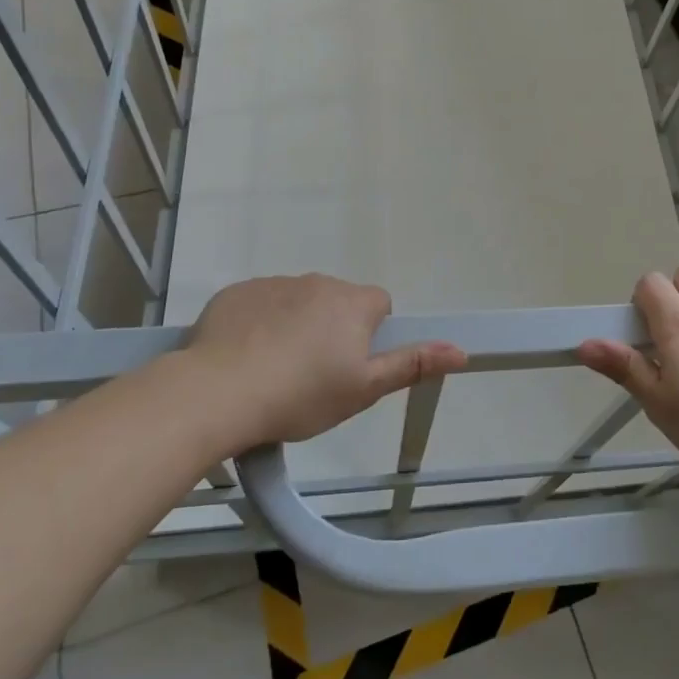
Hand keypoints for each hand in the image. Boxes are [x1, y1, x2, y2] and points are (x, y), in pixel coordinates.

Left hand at [183, 274, 465, 448]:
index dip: (371, 335)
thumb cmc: (301, 395)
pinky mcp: (237, 293)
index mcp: (352, 303)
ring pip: (298, 303)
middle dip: (333, 330)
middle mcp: (317, 282)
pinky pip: (260, 304)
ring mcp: (274, 284)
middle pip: (338, 303)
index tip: (352, 366)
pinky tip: (244, 358)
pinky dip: (259, 325)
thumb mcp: (364, 389)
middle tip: (314, 376)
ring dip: (296, 326)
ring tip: (274, 371)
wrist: (217, 393)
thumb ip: (412, 365)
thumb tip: (461, 350)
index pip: (380, 305)